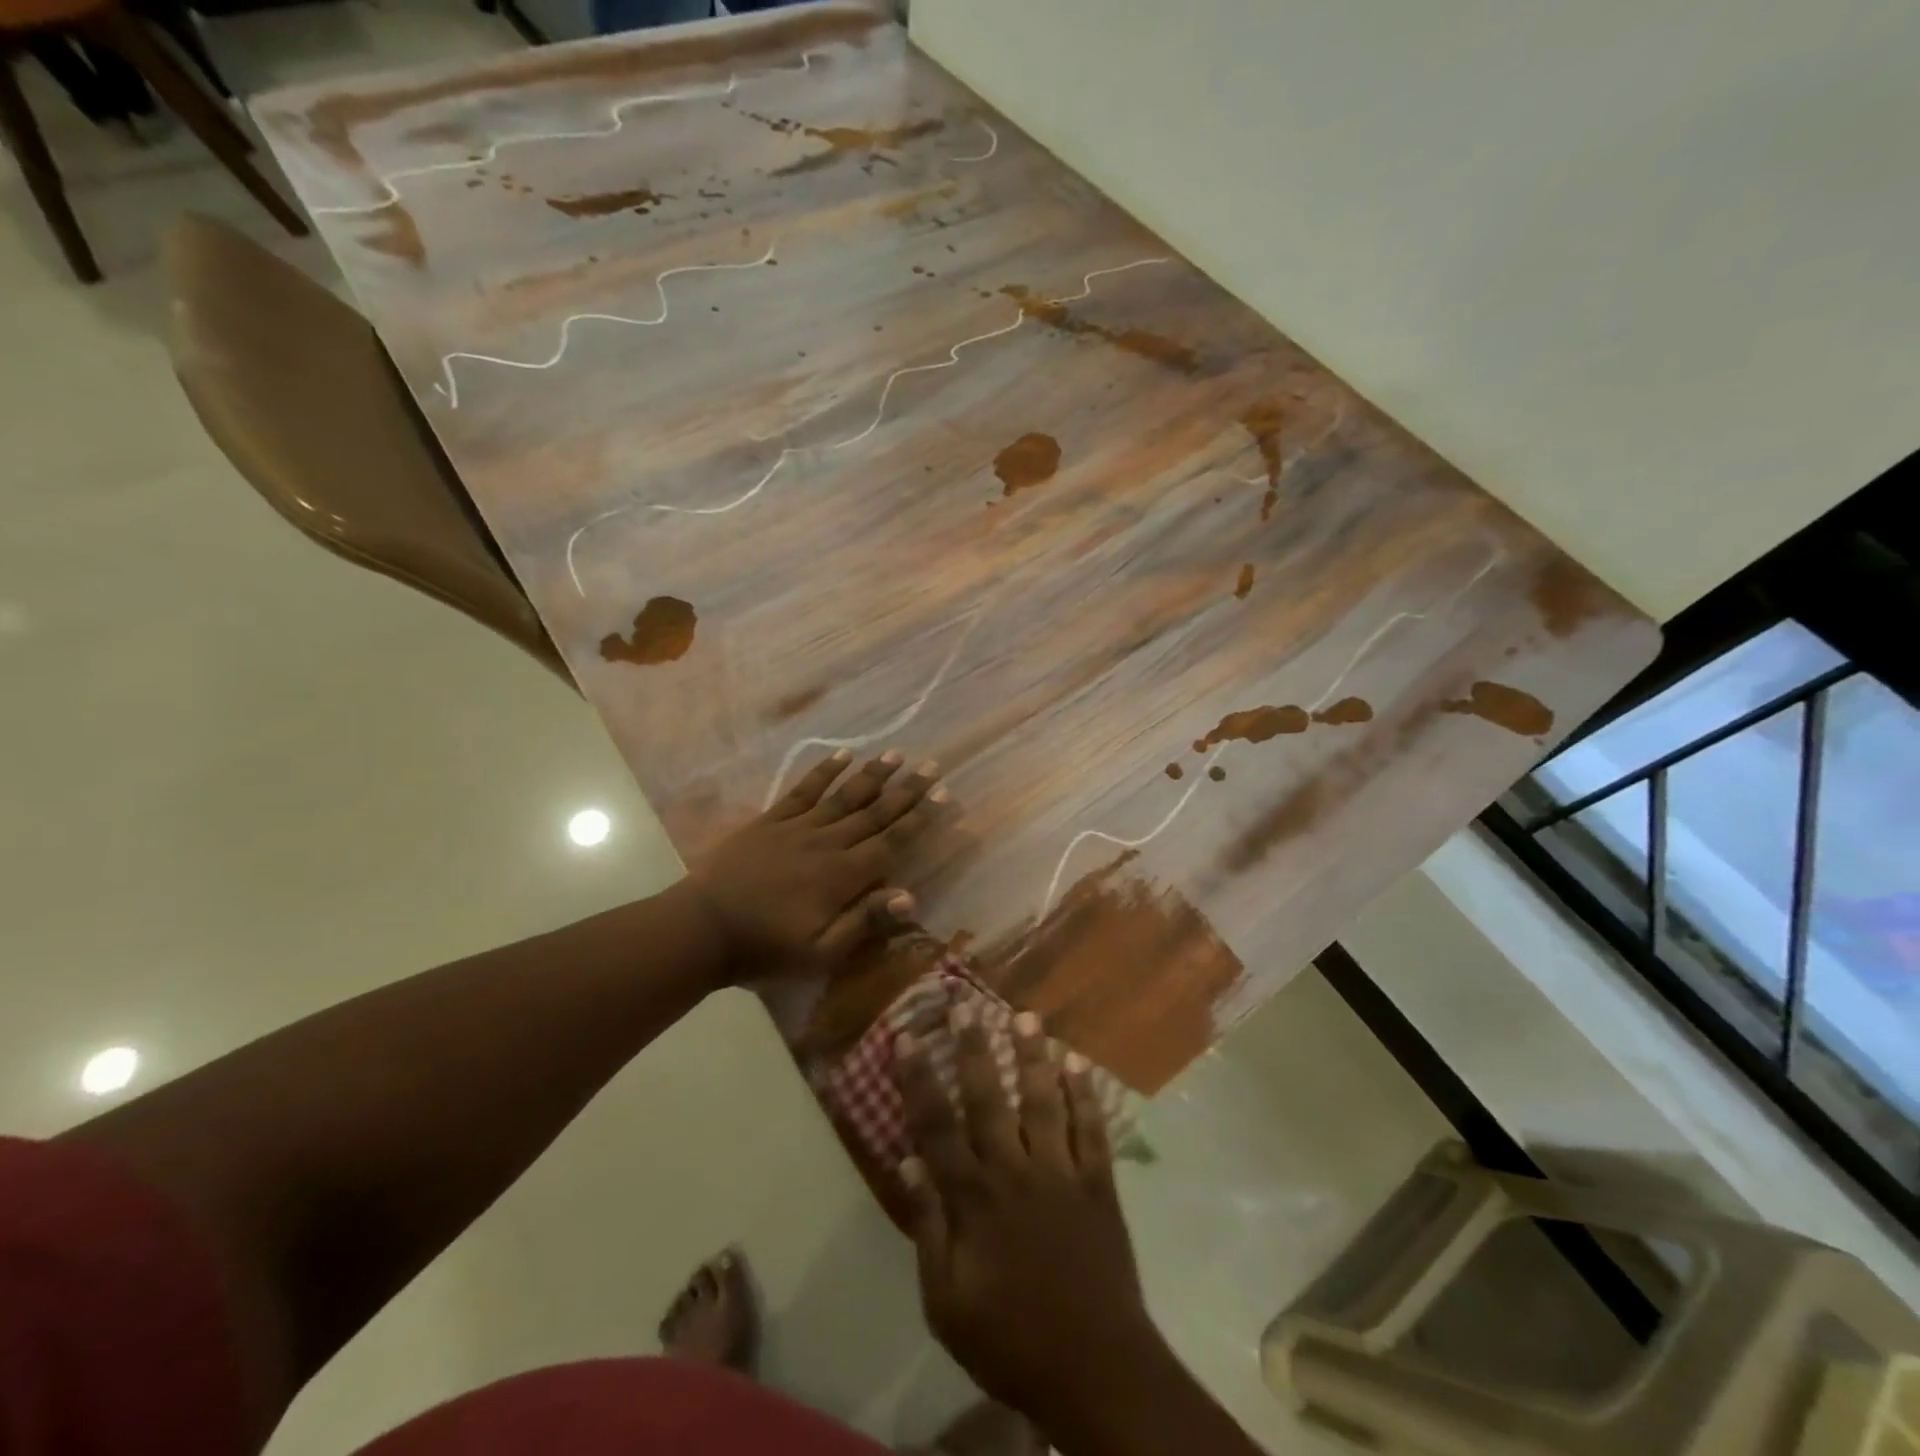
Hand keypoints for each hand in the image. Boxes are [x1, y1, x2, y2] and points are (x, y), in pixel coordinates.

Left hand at [685, 748, 948, 979]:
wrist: (703, 928)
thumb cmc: (766, 947)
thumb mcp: (820, 952)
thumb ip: (864, 922)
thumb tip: (911, 896)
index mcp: (843, 876)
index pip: (891, 841)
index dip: (919, 818)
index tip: (943, 794)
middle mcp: (827, 843)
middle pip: (874, 812)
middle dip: (906, 790)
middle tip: (931, 766)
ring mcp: (797, 827)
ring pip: (843, 795)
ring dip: (871, 774)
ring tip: (895, 754)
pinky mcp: (771, 820)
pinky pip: (803, 790)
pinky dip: (823, 771)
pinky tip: (841, 755)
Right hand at [894, 1008, 1161, 1427]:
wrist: (1095, 1368)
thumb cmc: (1010, 1339)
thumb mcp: (947, 1302)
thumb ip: (928, 1228)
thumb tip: (908, 1163)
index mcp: (974, 1198)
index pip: (937, 1126)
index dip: (918, 1079)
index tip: (906, 1037)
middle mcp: (1014, 1171)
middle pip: (989, 1099)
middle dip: (974, 1049)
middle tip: (965, 1005)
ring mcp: (1060, 1172)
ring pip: (1043, 1101)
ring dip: (1033, 1057)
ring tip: (1027, 1017)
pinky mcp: (1098, 1183)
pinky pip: (1090, 1129)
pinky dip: (1084, 1094)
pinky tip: (1078, 1062)